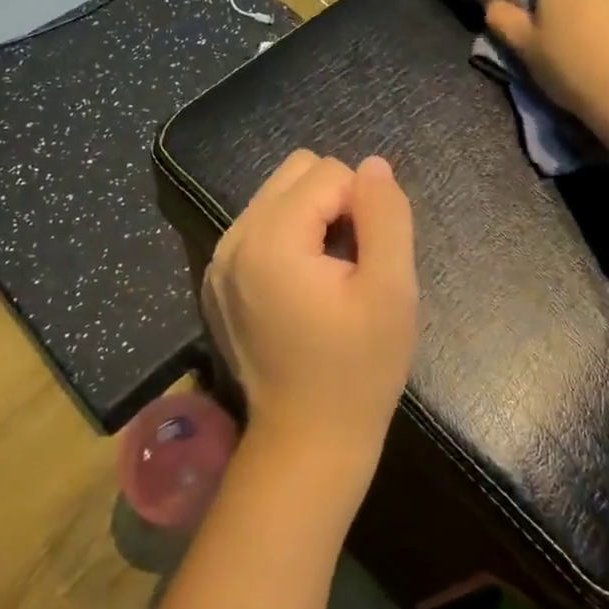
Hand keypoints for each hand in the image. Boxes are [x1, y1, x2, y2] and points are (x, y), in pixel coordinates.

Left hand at [202, 150, 417, 488]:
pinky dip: (289, 238)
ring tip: (330, 275)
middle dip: (335, 202)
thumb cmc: (358, 370)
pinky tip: (303, 288)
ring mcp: (218, 260)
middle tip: (351, 262)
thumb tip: (373, 165)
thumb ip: (386, 216)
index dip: (363, 207)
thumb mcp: (392, 290)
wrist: (307, 443)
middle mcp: (233, 238)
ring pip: (278, 195)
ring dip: (313, 219)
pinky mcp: (216, 280)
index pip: (330, 172)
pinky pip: (260, 226)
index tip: (368, 261)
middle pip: (297, 172)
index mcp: (270, 239)